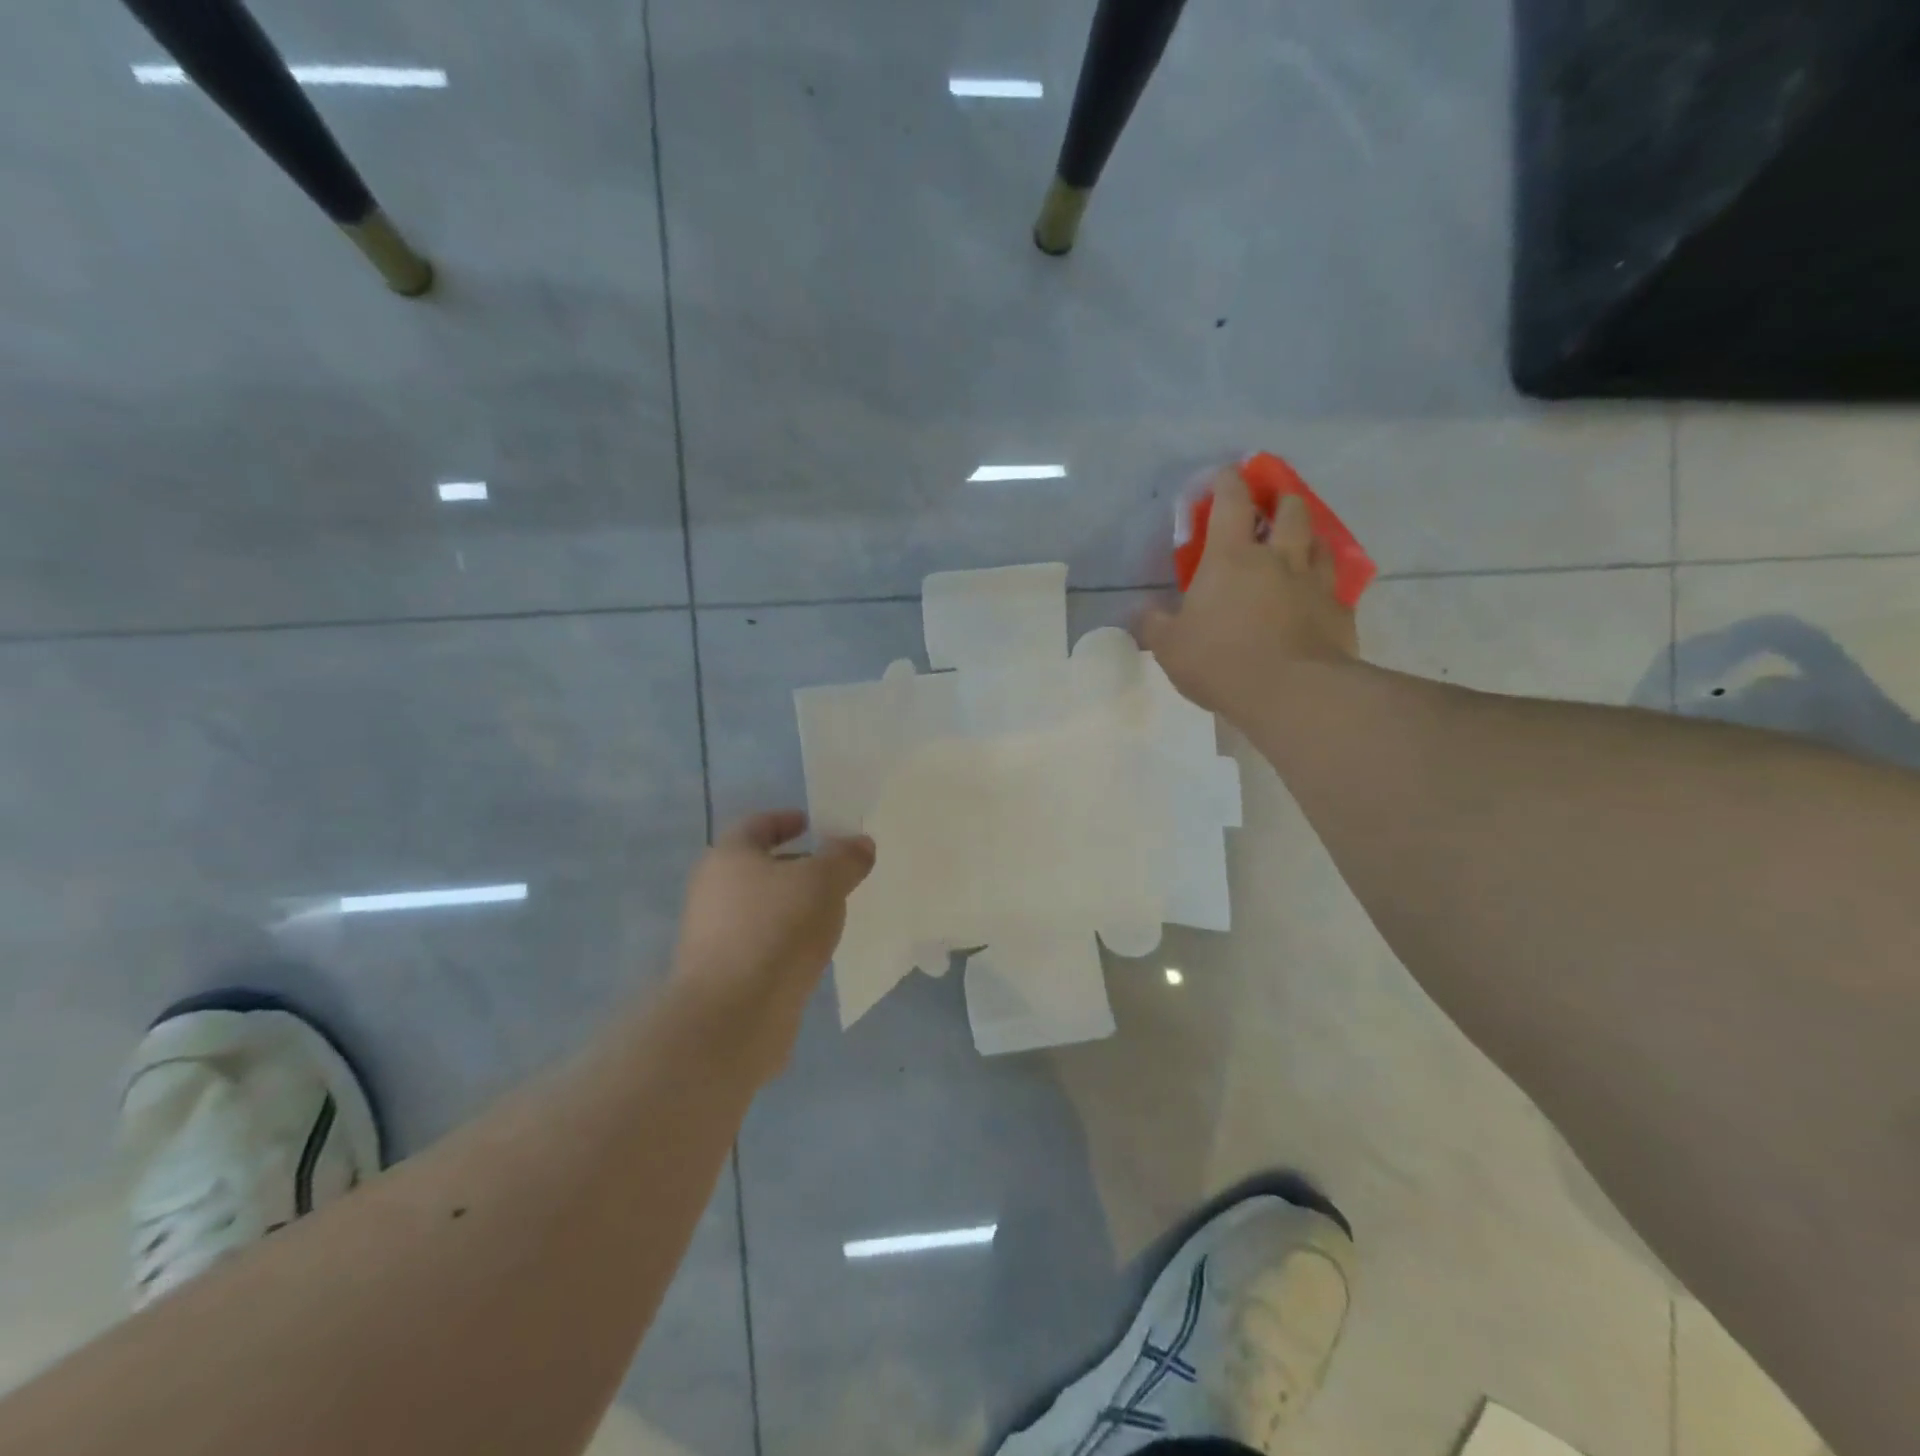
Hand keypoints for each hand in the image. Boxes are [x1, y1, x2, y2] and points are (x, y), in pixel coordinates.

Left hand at [673, 810, 875, 1076]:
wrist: (732, 1016)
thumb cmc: (776, 929)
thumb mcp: (824, 881)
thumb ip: (845, 857)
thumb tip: (860, 843)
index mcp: (728, 857)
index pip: (757, 825)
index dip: (787, 820)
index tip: (815, 825)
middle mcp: (713, 891)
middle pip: (759, 867)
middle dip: (797, 866)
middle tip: (836, 870)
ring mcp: (715, 935)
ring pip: (762, 907)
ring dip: (794, 905)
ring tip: (833, 911)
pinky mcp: (725, 973)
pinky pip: (762, 942)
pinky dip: (787, 939)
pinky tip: (814, 950)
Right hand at [1139, 466, 1358, 718]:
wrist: (1291, 692)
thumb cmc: (1220, 661)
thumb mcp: (1169, 646)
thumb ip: (1153, 624)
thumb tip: (1139, 611)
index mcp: (1231, 559)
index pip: (1231, 503)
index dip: (1228, 483)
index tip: (1226, 473)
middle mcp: (1277, 559)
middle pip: (1289, 512)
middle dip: (1280, 500)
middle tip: (1273, 503)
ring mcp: (1314, 584)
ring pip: (1319, 543)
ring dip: (1309, 534)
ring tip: (1302, 541)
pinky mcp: (1339, 612)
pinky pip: (1335, 587)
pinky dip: (1325, 583)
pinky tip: (1320, 594)